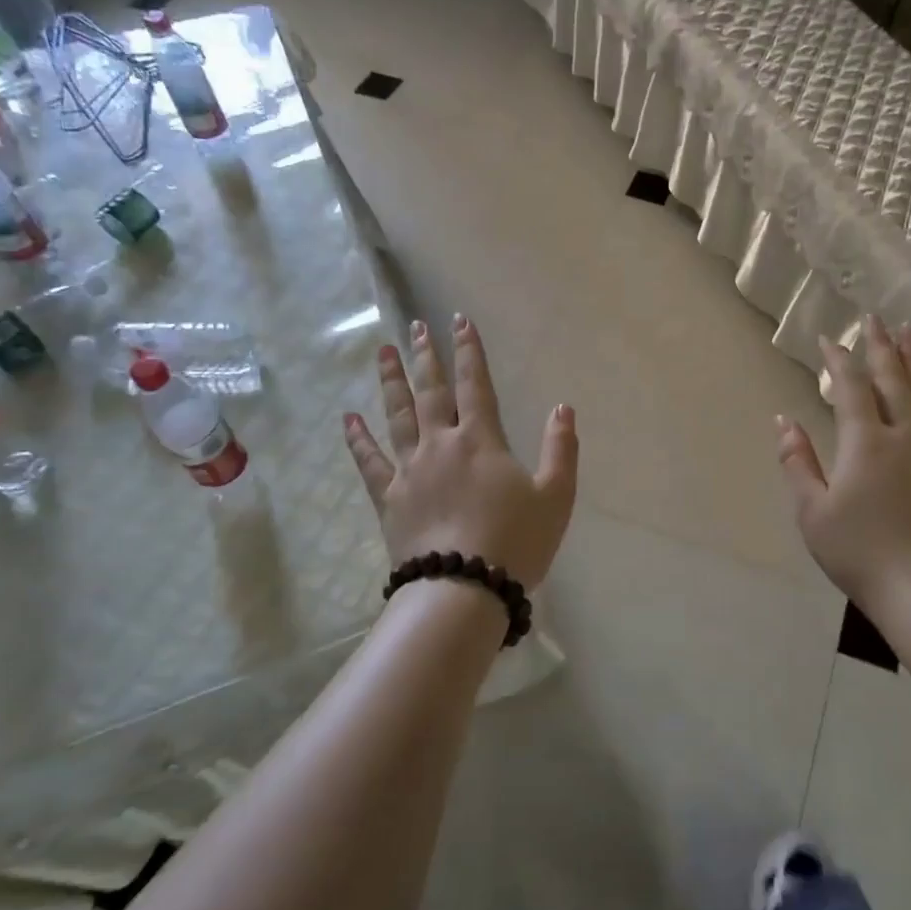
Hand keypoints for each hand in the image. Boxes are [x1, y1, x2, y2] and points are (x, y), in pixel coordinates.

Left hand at [343, 315, 576, 589]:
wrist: (463, 588)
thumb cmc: (515, 542)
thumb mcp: (556, 497)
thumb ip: (560, 449)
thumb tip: (563, 408)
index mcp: (481, 441)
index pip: (476, 385)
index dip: (469, 351)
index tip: (459, 321)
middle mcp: (441, 444)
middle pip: (432, 392)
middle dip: (426, 357)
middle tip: (416, 326)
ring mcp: (409, 469)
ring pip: (397, 415)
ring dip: (391, 382)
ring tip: (384, 352)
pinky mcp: (388, 497)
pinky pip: (368, 461)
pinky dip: (357, 439)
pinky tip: (348, 419)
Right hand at [778, 316, 910, 608]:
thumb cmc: (854, 549)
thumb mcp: (811, 508)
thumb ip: (797, 461)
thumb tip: (783, 421)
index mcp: (863, 443)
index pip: (851, 388)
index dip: (839, 360)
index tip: (828, 338)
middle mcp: (900, 437)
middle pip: (892, 381)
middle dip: (881, 347)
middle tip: (875, 319)